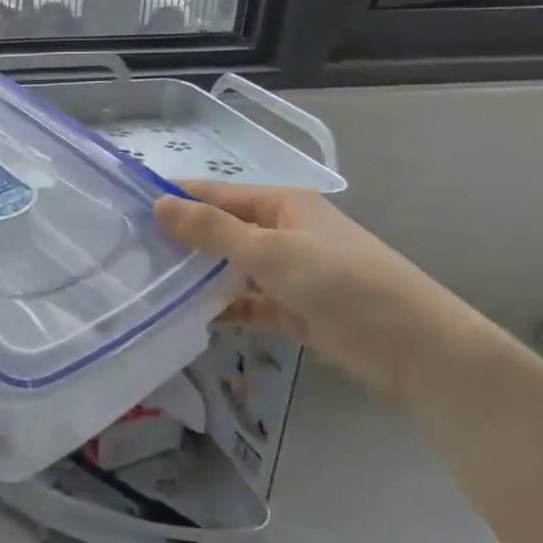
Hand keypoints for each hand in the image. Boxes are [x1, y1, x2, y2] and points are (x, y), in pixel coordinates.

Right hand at [154, 183, 494, 406]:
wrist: (416, 348)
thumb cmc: (343, 283)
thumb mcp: (272, 252)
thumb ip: (213, 230)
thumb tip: (158, 203)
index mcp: (282, 205)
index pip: (215, 194)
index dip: (174, 198)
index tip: (126, 209)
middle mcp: (282, 231)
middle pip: (221, 230)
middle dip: (181, 241)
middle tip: (129, 253)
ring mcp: (289, 272)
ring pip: (231, 268)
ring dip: (200, 277)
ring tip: (150, 286)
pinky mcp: (294, 308)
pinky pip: (248, 302)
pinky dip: (224, 308)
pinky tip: (191, 319)